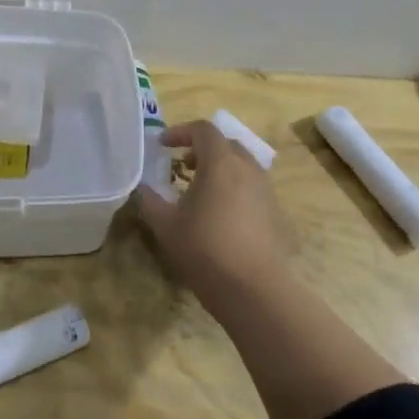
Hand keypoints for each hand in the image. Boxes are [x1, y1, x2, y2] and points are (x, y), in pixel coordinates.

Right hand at [136, 119, 291, 300]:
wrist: (253, 288)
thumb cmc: (204, 249)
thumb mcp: (165, 225)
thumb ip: (150, 200)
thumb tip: (143, 188)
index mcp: (220, 164)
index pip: (203, 130)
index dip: (180, 132)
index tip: (162, 145)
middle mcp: (247, 169)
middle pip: (226, 145)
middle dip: (201, 149)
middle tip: (181, 165)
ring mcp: (265, 191)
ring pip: (241, 166)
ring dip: (219, 169)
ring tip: (199, 190)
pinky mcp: (275, 213)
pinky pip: (251, 188)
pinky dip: (233, 188)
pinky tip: (219, 215)